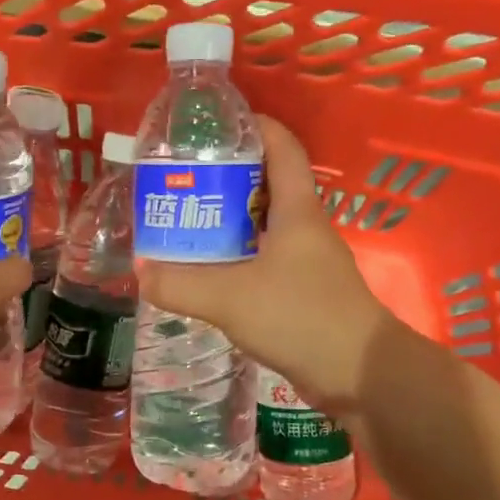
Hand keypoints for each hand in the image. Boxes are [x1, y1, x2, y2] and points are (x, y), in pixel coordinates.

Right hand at [137, 117, 391, 414]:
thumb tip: (140, 271)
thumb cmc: (301, 317)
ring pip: (264, 227)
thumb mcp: (230, 297)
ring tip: (186, 223)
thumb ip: (180, 284)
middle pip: (267, 186)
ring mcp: (307, 263)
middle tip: (182, 182)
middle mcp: (305, 229)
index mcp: (297, 210)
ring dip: (229, 223)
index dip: (255, 126)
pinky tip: (208, 274)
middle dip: (227, 178)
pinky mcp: (303, 294)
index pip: (282, 147)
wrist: (359, 375)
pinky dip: (237, 259)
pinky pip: (264, 262)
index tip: (216, 125)